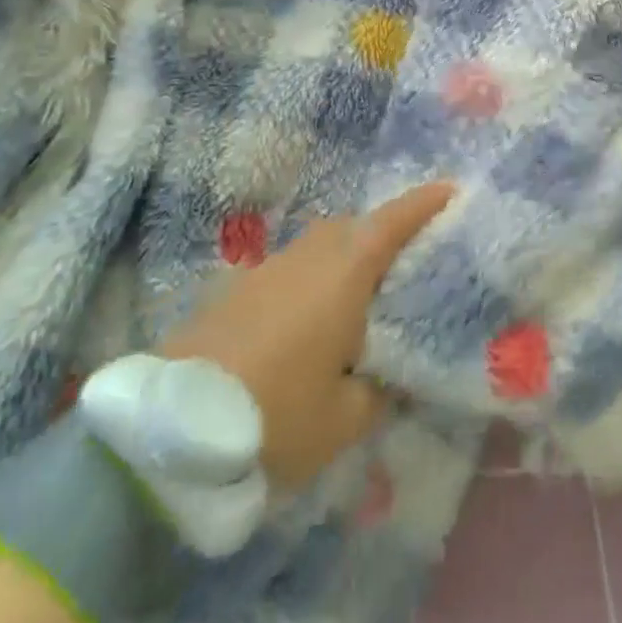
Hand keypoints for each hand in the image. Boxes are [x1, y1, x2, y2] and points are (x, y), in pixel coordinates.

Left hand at [157, 182, 451, 488]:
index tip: (451, 191)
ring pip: (318, 246)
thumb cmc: (275, 416)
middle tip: (406, 261)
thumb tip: (388, 375)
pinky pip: (289, 269)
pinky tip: (308, 321)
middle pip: (353, 226)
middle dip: (382, 232)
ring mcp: (267, 270)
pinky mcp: (236, 291)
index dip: (424, 204)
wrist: (170, 431)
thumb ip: (378, 390)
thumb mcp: (344, 420)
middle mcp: (308, 257)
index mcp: (344, 274)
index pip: (393, 222)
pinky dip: (310, 279)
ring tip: (359, 296)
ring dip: (343, 256)